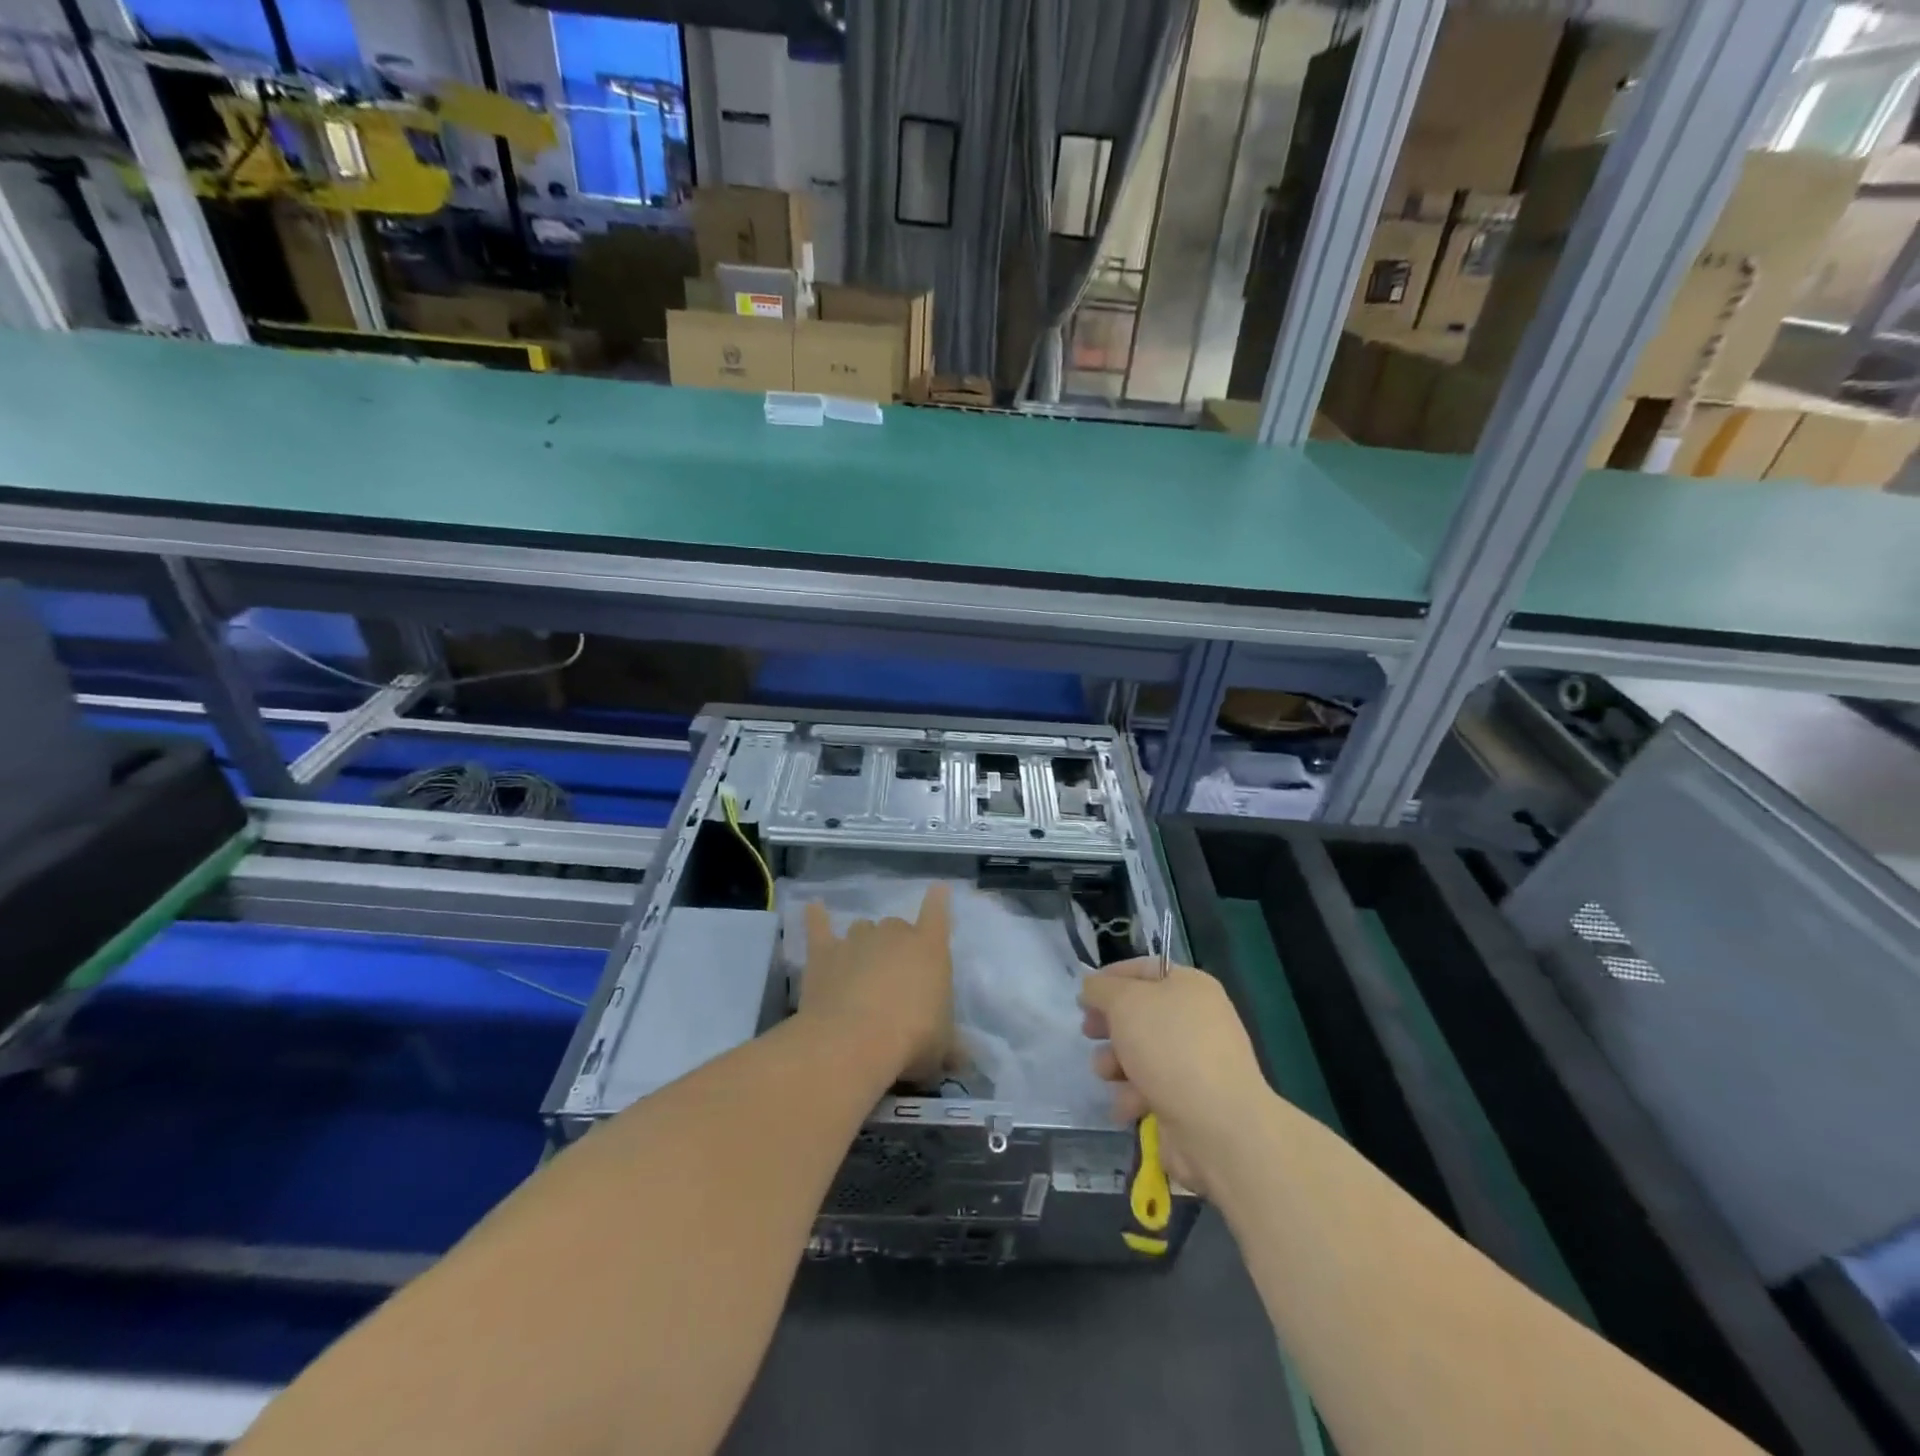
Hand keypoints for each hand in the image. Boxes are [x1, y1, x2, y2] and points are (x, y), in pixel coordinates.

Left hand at [801, 883, 956, 1087]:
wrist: (854, 1041)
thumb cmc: (911, 1040)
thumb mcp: (942, 1049)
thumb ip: (951, 1046)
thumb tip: (963, 1059)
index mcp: (930, 949)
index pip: (938, 915)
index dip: (938, 902)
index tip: (938, 889)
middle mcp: (894, 934)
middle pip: (896, 927)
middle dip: (897, 944)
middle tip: (895, 976)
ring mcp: (856, 939)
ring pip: (863, 929)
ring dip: (864, 942)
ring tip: (861, 967)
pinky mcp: (824, 952)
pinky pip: (819, 926)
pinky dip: (817, 916)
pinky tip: (814, 906)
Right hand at [1079, 961, 1266, 1195]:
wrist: (1217, 1126)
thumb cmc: (1169, 1048)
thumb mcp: (1125, 1003)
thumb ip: (1101, 989)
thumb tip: (1092, 987)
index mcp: (1190, 986)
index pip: (1143, 969)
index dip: (1110, 978)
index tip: (1083, 995)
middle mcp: (1196, 1019)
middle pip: (1140, 1013)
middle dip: (1110, 1025)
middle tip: (1088, 1033)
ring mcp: (1195, 1061)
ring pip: (1141, 1052)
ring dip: (1116, 1062)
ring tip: (1107, 1074)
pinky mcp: (1190, 1099)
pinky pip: (1151, 1087)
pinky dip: (1133, 1095)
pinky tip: (1126, 1106)